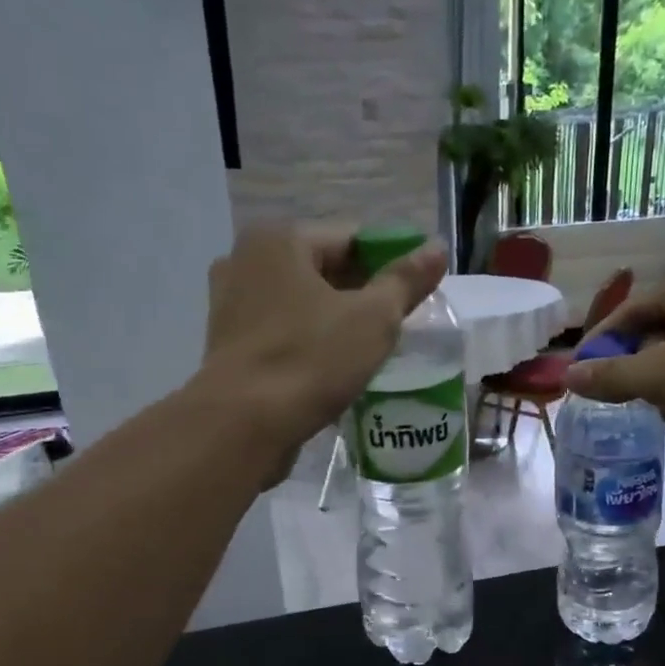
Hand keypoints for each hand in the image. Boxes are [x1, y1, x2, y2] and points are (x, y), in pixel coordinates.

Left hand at [203, 224, 447, 474]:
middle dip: (361, 294)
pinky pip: (281, 332)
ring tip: (367, 350)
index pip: (351, 239)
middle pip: (322, 270)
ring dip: (334, 321)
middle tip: (396, 325)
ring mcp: (230, 304)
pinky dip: (307, 342)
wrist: (242, 426)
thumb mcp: (373, 318)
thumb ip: (405, 281)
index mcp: (279, 240)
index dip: (390, 263)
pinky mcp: (227, 345)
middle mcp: (244, 260)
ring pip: (300, 304)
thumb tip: (437, 248)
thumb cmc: (310, 360)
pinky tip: (330, 368)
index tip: (414, 294)